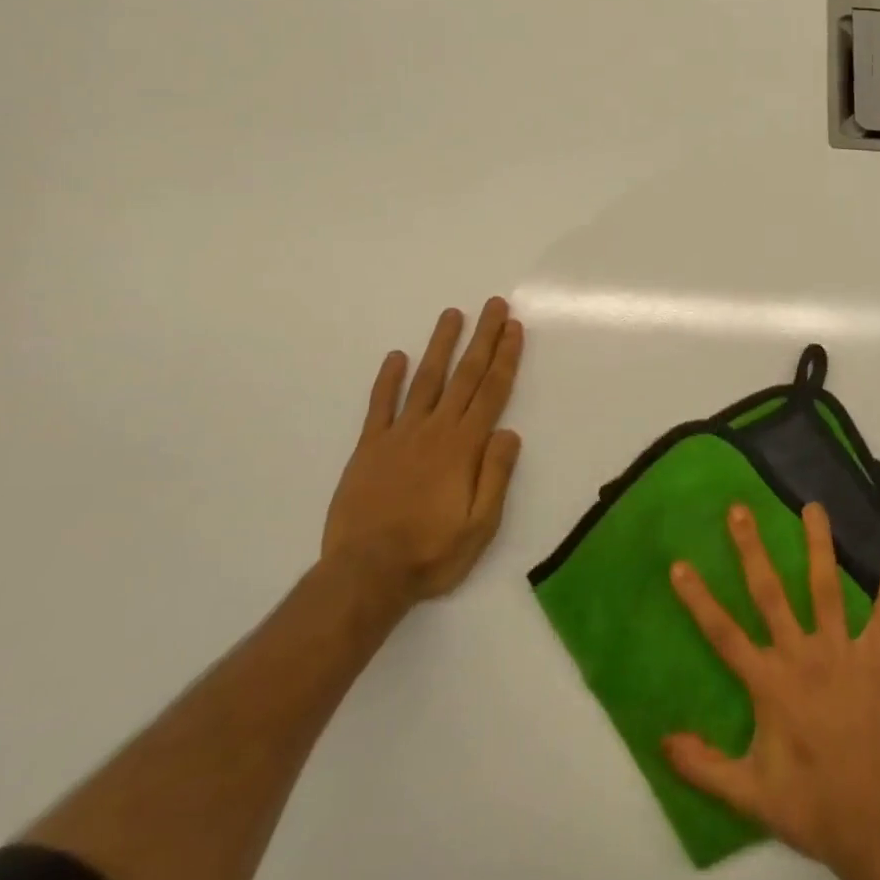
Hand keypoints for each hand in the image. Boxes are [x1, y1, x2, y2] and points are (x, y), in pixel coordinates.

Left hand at [322, 297, 524, 604]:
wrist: (366, 574)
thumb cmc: (431, 554)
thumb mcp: (480, 526)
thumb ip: (496, 476)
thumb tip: (509, 432)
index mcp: (464, 447)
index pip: (491, 392)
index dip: (505, 357)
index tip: (513, 328)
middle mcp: (435, 430)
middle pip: (464, 375)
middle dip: (483, 338)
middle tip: (494, 305)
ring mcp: (399, 435)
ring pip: (426, 379)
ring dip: (441, 345)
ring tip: (453, 314)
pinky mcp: (369, 447)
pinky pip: (380, 405)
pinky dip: (389, 379)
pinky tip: (396, 356)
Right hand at [663, 501, 879, 874]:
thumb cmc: (813, 808)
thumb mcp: (750, 796)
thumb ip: (704, 766)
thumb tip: (662, 740)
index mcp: (769, 684)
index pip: (723, 633)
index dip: (699, 599)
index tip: (679, 564)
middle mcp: (802, 657)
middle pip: (770, 593)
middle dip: (752, 549)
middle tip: (740, 509)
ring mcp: (842, 655)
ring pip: (826, 589)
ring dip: (819, 546)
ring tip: (814, 507)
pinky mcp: (877, 663)